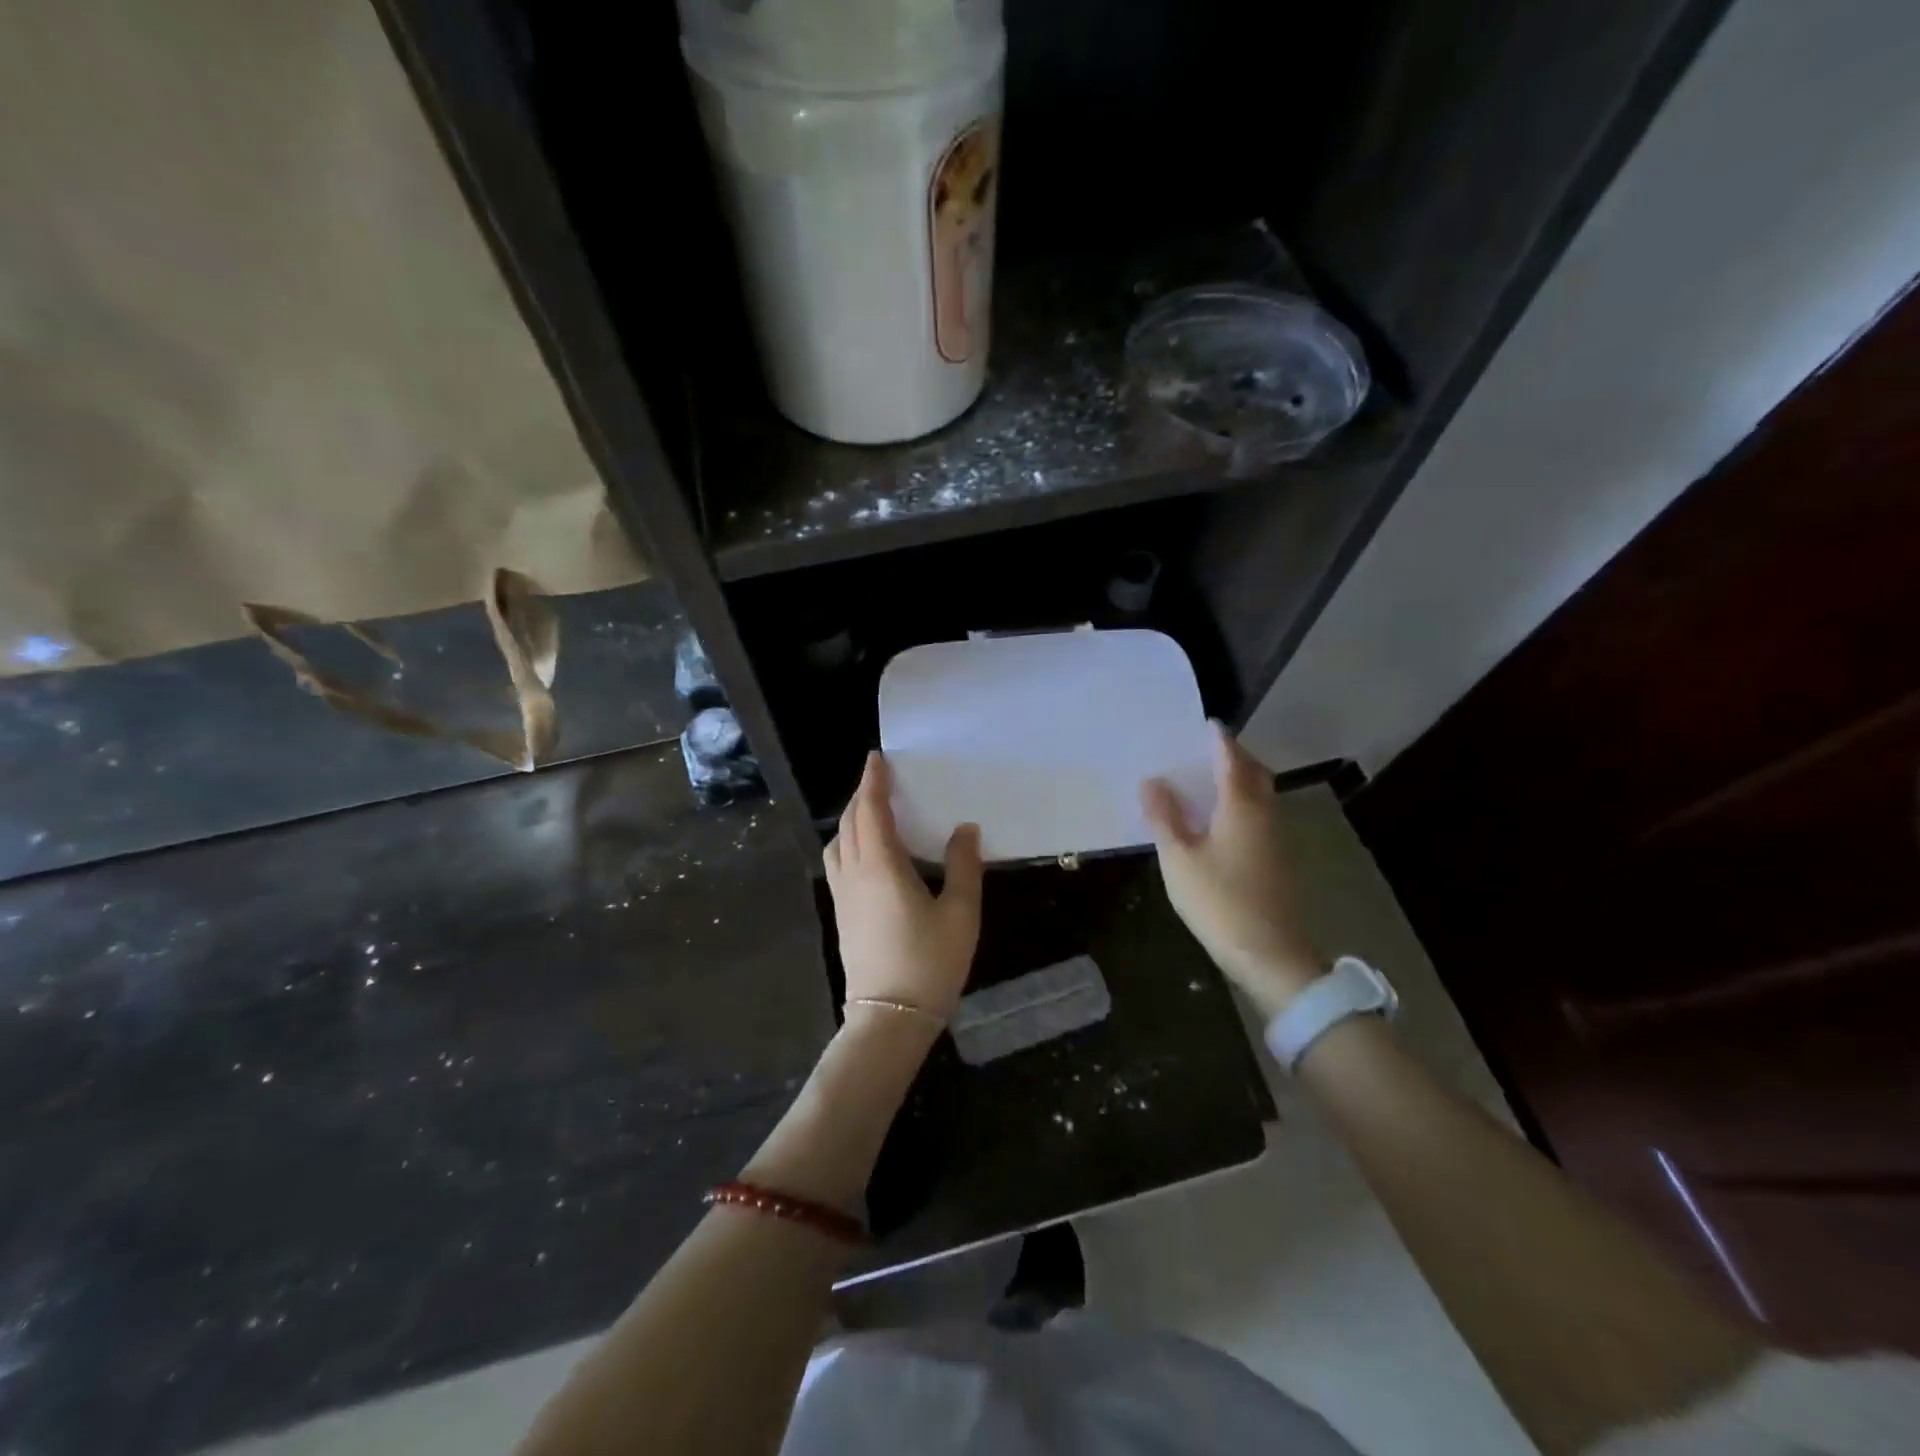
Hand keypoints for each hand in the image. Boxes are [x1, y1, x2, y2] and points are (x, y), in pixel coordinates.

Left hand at [824, 751, 983, 1018]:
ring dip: (851, 820)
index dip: (872, 782)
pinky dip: (848, 843)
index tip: (877, 759)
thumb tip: (965, 829)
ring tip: (872, 814)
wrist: (890, 1018)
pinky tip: (868, 854)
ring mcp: (843, 896)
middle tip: (880, 781)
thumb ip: (964, 866)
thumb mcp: (961, 914)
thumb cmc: (930, 963)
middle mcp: (855, 874)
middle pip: (849, 823)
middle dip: (861, 797)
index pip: (870, 811)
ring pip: (837, 843)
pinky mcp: (842, 915)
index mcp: (882, 867)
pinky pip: (838, 863)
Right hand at [1141, 722, 1326, 1015]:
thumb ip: (1164, 817)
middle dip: (1234, 757)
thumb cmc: (1219, 901)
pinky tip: (1222, 821)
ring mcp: (1277, 838)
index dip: (1219, 740)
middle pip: (1254, 773)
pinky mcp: (1279, 860)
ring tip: (1210, 781)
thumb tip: (1151, 781)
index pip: (1231, 759)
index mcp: (1242, 806)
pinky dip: (1243, 805)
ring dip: (1240, 781)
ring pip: (1261, 796)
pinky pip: (1261, 816)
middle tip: (1207, 751)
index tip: (1205, 724)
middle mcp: (1266, 814)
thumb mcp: (1179, 858)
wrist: (1271, 955)